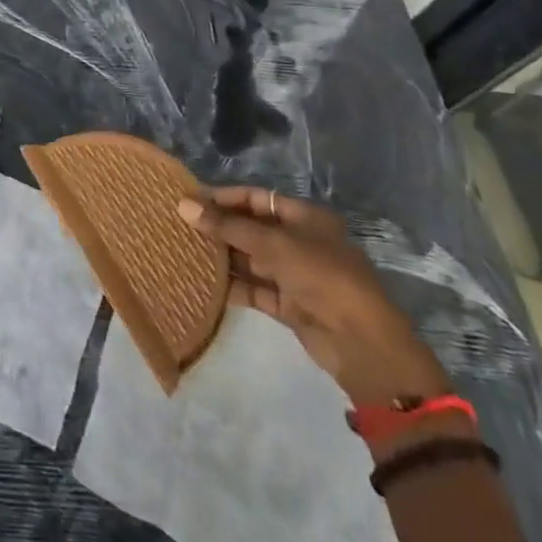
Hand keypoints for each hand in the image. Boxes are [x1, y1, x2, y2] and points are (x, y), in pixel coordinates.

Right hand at [179, 187, 449, 408]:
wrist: (361, 343)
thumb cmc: (321, 276)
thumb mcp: (272, 243)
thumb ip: (226, 226)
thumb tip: (183, 205)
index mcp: (305, 218)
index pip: (257, 199)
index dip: (224, 198)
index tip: (190, 200)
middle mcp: (300, 243)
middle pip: (252, 229)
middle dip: (219, 228)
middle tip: (180, 225)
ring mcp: (295, 276)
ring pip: (251, 260)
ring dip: (222, 257)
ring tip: (184, 251)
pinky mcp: (290, 306)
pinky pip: (254, 289)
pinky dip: (232, 286)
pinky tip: (202, 281)